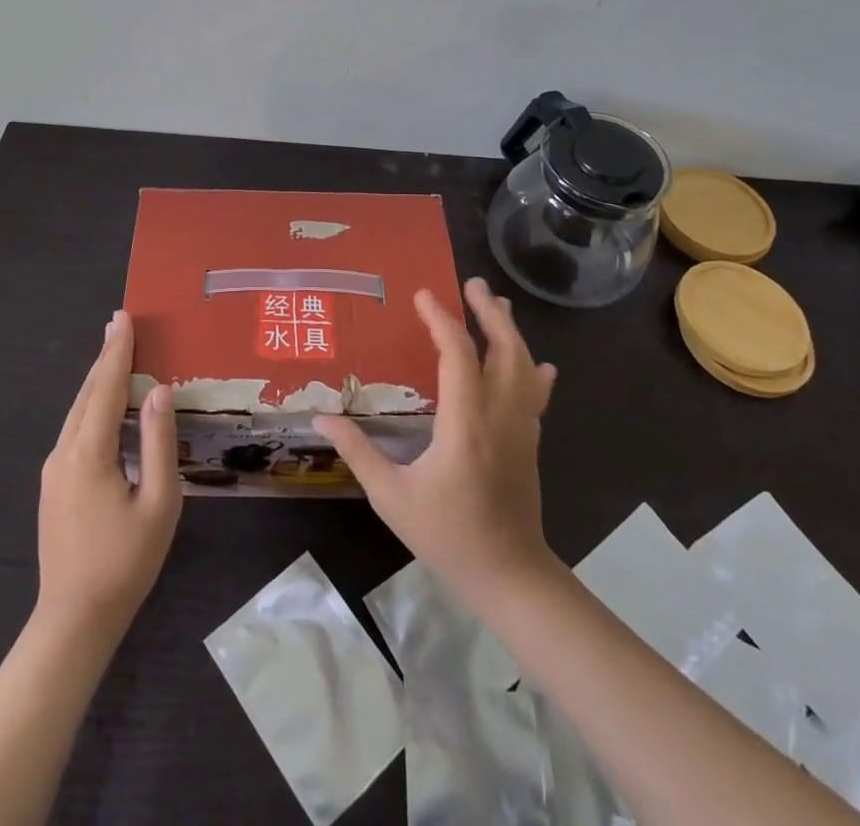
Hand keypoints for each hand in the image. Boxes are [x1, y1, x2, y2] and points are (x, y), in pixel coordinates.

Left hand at [35, 311, 181, 636]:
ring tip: (116, 355)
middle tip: (120, 324)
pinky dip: (93, 406)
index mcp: (89, 453)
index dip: (116, 351)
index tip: (123, 317)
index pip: (105, 388)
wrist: (74, 621)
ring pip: (78, 412)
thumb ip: (158, 442)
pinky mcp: (54, 486)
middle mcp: (64, 453)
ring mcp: (54, 470)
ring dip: (97, 381)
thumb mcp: (158, 502)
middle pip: (86, 394)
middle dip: (104, 358)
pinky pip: (75, 431)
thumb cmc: (125, 563)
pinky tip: (107, 407)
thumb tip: (158, 391)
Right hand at [315, 278, 558, 600]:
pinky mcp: (530, 441)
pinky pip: (536, 394)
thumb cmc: (448, 535)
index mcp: (464, 423)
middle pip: (502, 348)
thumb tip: (322, 418)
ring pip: (524, 366)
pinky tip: (537, 362)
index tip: (423, 295)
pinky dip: (533, 371)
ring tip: (496, 305)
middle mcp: (498, 415)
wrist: (510, 576)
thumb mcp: (392, 497)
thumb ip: (358, 453)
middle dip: (487, 312)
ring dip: (510, 331)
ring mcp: (521, 427)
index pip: (458, 354)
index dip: (441, 319)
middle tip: (471, 284)